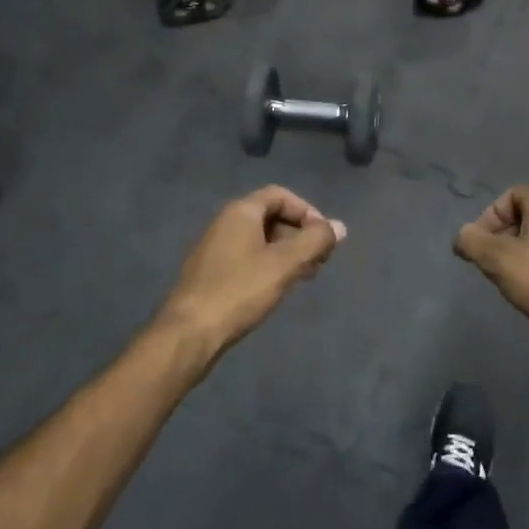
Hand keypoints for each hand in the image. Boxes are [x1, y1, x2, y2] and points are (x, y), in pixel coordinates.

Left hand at [156, 186, 345, 359]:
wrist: (189, 333)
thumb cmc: (240, 290)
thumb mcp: (285, 264)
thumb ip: (315, 241)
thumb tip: (339, 227)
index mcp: (241, 212)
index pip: (280, 195)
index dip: (307, 211)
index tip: (324, 237)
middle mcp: (225, 222)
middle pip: (270, 216)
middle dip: (299, 234)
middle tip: (319, 260)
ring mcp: (214, 248)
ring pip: (259, 239)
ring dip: (286, 252)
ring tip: (304, 276)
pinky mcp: (210, 273)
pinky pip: (246, 257)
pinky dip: (268, 264)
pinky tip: (277, 288)